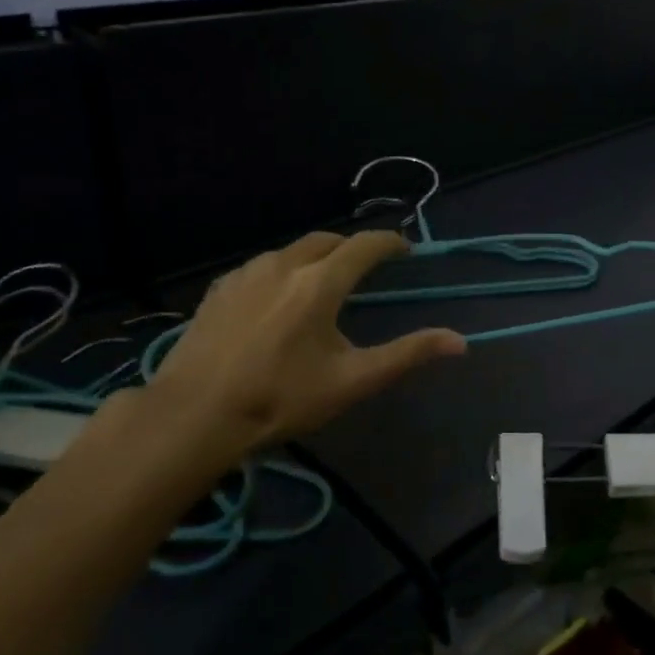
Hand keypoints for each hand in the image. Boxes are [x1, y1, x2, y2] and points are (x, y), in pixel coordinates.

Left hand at [113, 231, 464, 497]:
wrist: (195, 414)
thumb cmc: (281, 399)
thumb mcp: (352, 380)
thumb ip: (407, 354)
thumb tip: (460, 341)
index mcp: (320, 282)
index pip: (364, 245)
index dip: (390, 242)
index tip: (405, 249)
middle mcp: (283, 265)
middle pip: (326, 240)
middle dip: (351, 247)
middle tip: (366, 266)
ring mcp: (246, 274)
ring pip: (290, 251)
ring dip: (315, 257)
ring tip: (323, 282)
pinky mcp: (219, 290)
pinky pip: (261, 267)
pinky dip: (281, 271)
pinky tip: (277, 298)